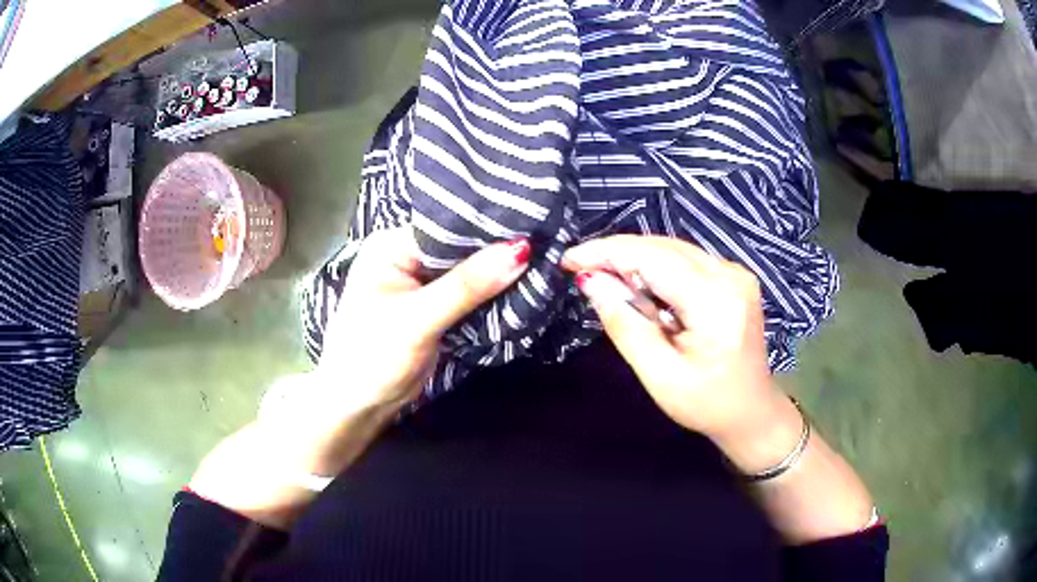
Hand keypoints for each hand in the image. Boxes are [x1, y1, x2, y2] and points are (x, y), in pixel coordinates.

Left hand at [315, 227, 530, 410]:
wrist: (360, 407)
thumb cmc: (372, 356)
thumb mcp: (417, 319)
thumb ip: (467, 285)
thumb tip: (520, 250)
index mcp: (391, 246)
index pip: (447, 225)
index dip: (487, 225)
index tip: (532, 222)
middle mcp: (407, 257)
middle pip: (460, 247)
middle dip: (496, 249)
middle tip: (547, 239)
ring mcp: (422, 284)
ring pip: (468, 271)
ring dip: (498, 273)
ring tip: (544, 259)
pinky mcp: (435, 309)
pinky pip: (469, 294)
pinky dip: (491, 295)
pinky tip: (524, 286)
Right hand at [563, 235, 791, 446]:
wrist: (751, 411)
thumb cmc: (706, 403)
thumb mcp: (660, 375)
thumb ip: (626, 325)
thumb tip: (591, 282)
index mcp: (716, 301)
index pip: (653, 259)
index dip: (607, 253)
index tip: (570, 260)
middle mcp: (730, 275)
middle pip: (663, 247)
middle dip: (618, 253)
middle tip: (580, 269)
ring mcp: (735, 273)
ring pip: (673, 249)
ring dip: (634, 259)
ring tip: (603, 276)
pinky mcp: (733, 277)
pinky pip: (685, 259)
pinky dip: (655, 267)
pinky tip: (637, 284)